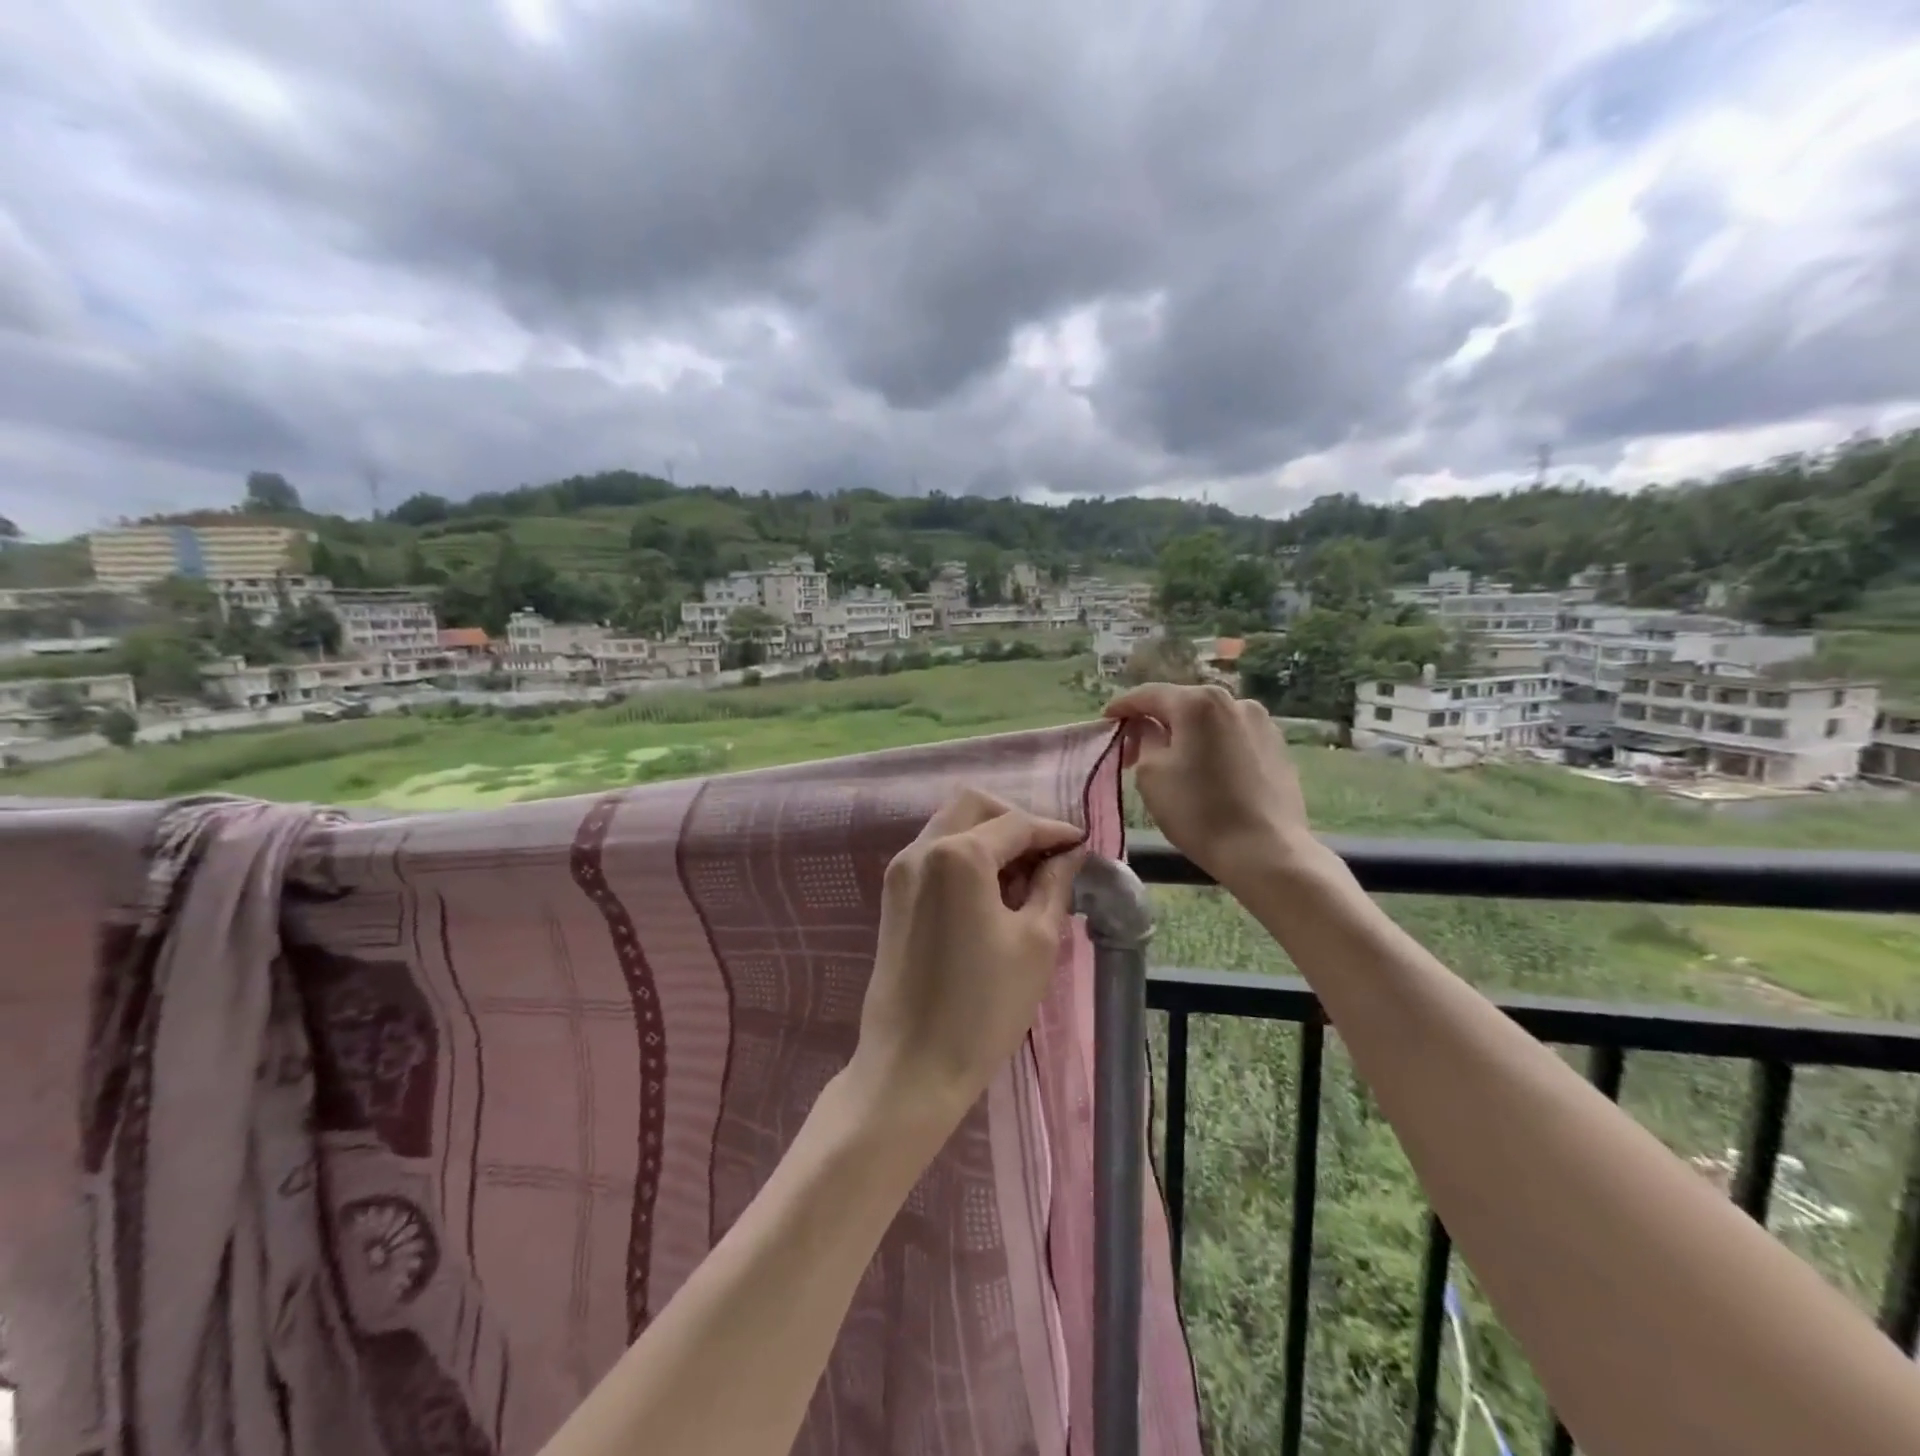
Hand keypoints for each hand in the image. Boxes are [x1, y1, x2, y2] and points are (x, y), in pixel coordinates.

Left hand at [850, 790, 1086, 1126]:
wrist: (912, 1066)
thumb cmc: (984, 1006)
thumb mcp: (1036, 942)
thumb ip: (1054, 885)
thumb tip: (1069, 856)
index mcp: (958, 854)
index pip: (1016, 824)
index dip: (1054, 831)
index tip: (1082, 846)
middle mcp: (921, 849)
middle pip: (974, 806)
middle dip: (1016, 822)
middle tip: (1049, 858)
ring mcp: (900, 872)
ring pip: (951, 826)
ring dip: (990, 839)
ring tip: (1025, 880)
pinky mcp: (893, 897)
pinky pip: (935, 855)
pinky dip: (967, 858)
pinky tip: (993, 894)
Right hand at [1104, 683, 1315, 887]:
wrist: (1266, 851)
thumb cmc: (1198, 811)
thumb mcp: (1151, 773)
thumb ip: (1144, 739)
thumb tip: (1148, 727)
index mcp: (1199, 702)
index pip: (1150, 695)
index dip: (1123, 706)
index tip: (1107, 720)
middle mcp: (1235, 701)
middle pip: (1183, 705)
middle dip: (1156, 722)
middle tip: (1133, 748)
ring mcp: (1262, 723)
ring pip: (1210, 722)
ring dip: (1187, 735)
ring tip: (1172, 762)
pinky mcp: (1277, 747)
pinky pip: (1233, 738)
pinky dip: (1213, 747)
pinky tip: (1206, 773)